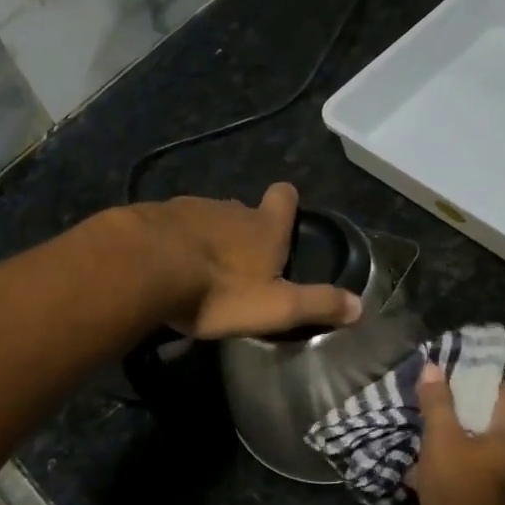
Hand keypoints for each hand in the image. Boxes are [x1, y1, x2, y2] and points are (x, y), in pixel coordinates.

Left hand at [130, 182, 362, 339]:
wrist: (144, 267)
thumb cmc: (218, 290)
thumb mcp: (275, 307)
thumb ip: (316, 305)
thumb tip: (361, 306)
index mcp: (263, 228)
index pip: (284, 197)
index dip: (286, 203)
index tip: (284, 214)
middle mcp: (229, 209)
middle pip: (244, 211)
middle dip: (246, 231)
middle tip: (242, 265)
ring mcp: (188, 208)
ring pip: (207, 217)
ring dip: (208, 238)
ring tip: (201, 269)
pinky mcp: (153, 216)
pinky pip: (171, 226)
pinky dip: (174, 241)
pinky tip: (164, 265)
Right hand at [411, 364, 504, 504]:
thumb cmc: (463, 492)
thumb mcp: (443, 442)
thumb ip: (437, 404)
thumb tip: (432, 367)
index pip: (494, 388)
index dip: (464, 376)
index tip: (435, 374)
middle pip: (483, 416)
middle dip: (450, 411)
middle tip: (420, 405)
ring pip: (474, 445)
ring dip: (446, 441)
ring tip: (416, 437)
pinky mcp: (495, 500)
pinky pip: (472, 470)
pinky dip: (450, 466)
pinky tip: (421, 472)